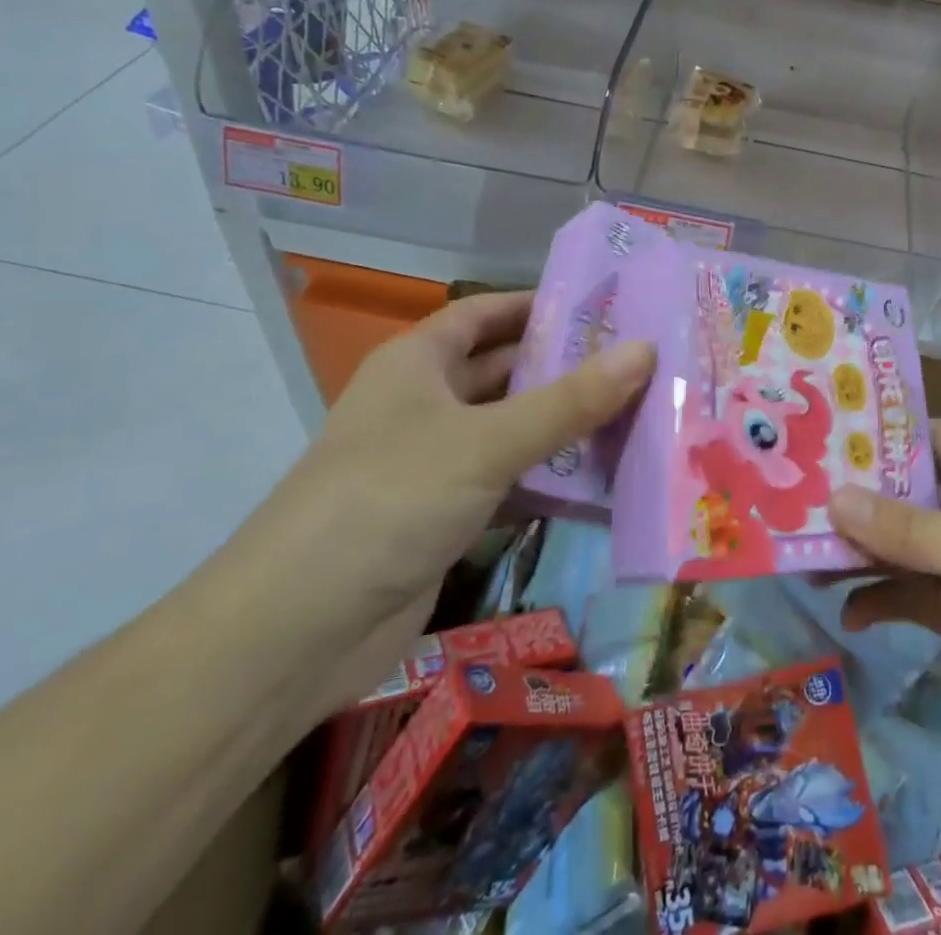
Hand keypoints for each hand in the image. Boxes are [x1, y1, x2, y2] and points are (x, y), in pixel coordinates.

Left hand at [232, 292, 652, 710]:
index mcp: (418, 364)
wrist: (293, 636)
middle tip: (640, 361)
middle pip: (505, 371)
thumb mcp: (486, 442)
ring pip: (512, 430)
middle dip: (566, 366)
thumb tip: (647, 350)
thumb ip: (570, 400)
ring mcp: (434, 464)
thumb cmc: (388, 502)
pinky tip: (605, 480)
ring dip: (566, 426)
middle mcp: (424, 405)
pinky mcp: (445, 517)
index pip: (485, 313)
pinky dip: (550, 480)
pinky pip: (510, 482)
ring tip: (639, 413)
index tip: (605, 304)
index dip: (538, 304)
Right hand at [830, 421, 940, 787]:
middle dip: (860, 498)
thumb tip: (835, 498)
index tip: (827, 434)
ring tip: (806, 559)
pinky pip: (912, 598)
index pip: (934, 437)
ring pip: (905, 548)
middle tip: (798, 498)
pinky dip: (880, 602)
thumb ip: (909, 529)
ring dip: (861, 553)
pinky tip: (846, 614)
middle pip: (910, 494)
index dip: (885, 434)